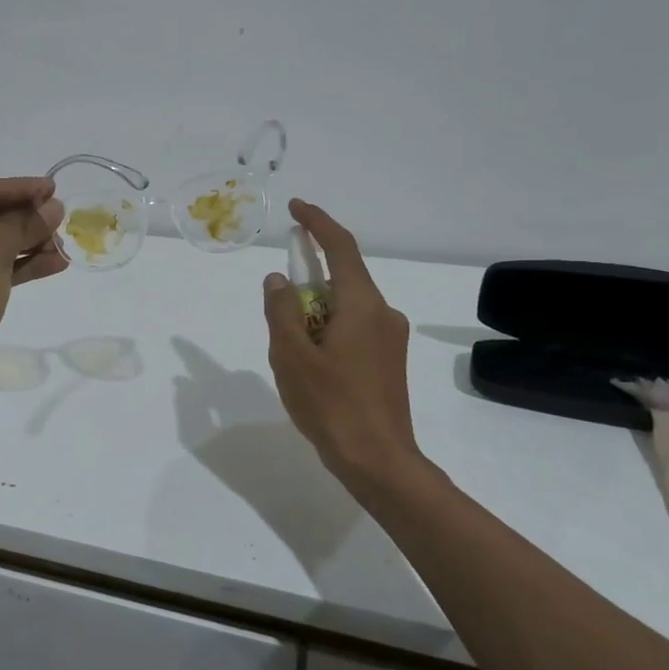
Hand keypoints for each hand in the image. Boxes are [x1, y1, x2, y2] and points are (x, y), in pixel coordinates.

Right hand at [262, 199, 424, 488]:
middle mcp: (383, 314)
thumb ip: (281, 311)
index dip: (317, 223)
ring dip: (315, 312)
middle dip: (308, 280)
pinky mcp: (389, 361)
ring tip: (290, 350)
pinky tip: (310, 364)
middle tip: (278, 306)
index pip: (340, 247)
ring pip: (347, 307)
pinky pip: (354, 329)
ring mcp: (390, 339)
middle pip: (343, 279)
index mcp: (362, 305)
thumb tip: (278, 280)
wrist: (378, 460)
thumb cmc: (331, 404)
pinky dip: (327, 330)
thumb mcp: (291, 356)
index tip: (296, 209)